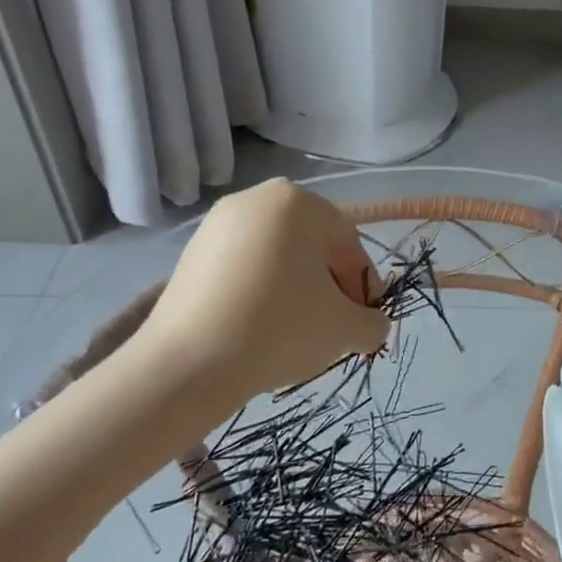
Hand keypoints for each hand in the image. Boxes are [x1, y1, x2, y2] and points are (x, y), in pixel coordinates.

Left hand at [127, 179, 389, 404]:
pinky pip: (243, 266)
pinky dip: (260, 290)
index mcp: (299, 202)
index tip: (364, 322)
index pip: (348, 244)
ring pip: (277, 255)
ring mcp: (218, 223)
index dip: (364, 286)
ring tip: (295, 332)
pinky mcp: (191, 251)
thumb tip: (372, 325)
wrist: (187, 364)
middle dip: (329, 285)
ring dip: (296, 288)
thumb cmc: (280, 329)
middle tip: (333, 327)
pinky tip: (259, 327)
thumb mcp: (345, 329)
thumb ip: (373, 322)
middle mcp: (257, 198)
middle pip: (312, 245)